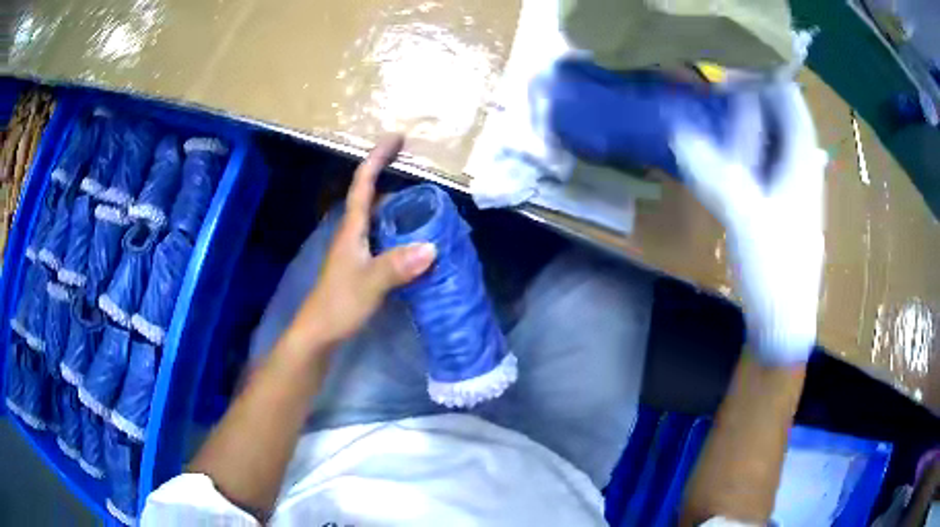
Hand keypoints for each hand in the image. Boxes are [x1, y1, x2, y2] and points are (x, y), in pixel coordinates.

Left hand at [287, 136, 436, 349]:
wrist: (319, 332)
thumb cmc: (338, 304)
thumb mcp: (369, 284)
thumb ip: (397, 266)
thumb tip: (431, 247)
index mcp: (352, 228)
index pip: (363, 184)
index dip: (377, 158)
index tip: (396, 138)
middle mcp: (353, 233)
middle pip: (372, 196)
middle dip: (391, 177)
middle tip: (422, 173)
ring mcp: (356, 249)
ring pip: (379, 218)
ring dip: (399, 205)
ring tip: (428, 203)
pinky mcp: (362, 265)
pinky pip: (384, 237)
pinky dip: (400, 230)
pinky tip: (417, 241)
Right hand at [672, 82, 826, 363]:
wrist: (783, 319)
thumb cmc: (775, 266)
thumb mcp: (743, 214)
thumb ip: (711, 169)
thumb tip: (676, 130)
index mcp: (802, 161)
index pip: (790, 100)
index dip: (763, 78)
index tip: (730, 71)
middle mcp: (801, 166)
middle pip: (780, 116)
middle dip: (749, 99)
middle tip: (715, 95)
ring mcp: (793, 187)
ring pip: (771, 140)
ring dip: (745, 125)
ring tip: (714, 119)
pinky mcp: (781, 205)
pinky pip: (764, 163)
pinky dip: (744, 152)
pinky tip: (724, 157)